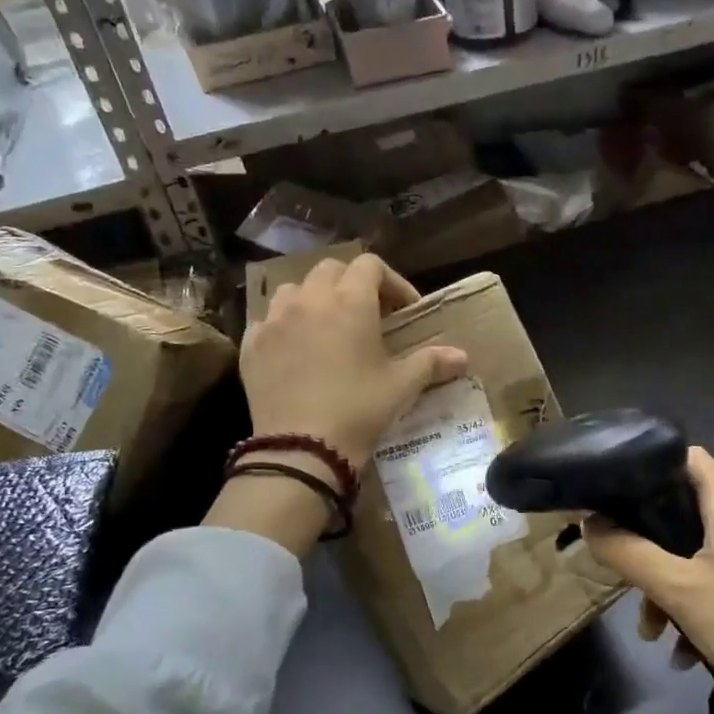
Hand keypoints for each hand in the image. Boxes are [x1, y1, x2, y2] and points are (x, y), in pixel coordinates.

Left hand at [241, 253, 468, 465]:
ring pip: (294, 290)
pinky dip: (284, 326)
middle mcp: (309, 300)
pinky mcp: (251, 345)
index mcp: (350, 302)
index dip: (391, 282)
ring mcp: (275, 320)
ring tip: (326, 327)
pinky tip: (294, 351)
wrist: (302, 448)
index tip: (404, 309)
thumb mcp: (402, 387)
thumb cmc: (359, 410)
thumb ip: (431, 363)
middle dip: (352, 285)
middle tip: (368, 315)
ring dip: (314, 299)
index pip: (370, 265)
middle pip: (331, 270)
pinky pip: (267, 320)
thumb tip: (462, 356)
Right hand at [581, 448, 713, 713]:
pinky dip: (700, 604)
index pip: (688, 458)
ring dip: (672, 586)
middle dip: (652, 547)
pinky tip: (687, 652)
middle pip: (688, 511)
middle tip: (628, 580)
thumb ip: (629, 553)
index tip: (615, 496)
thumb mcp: (679, 591)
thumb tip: (590, 523)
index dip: (649, 468)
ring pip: (702, 553)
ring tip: (655, 633)